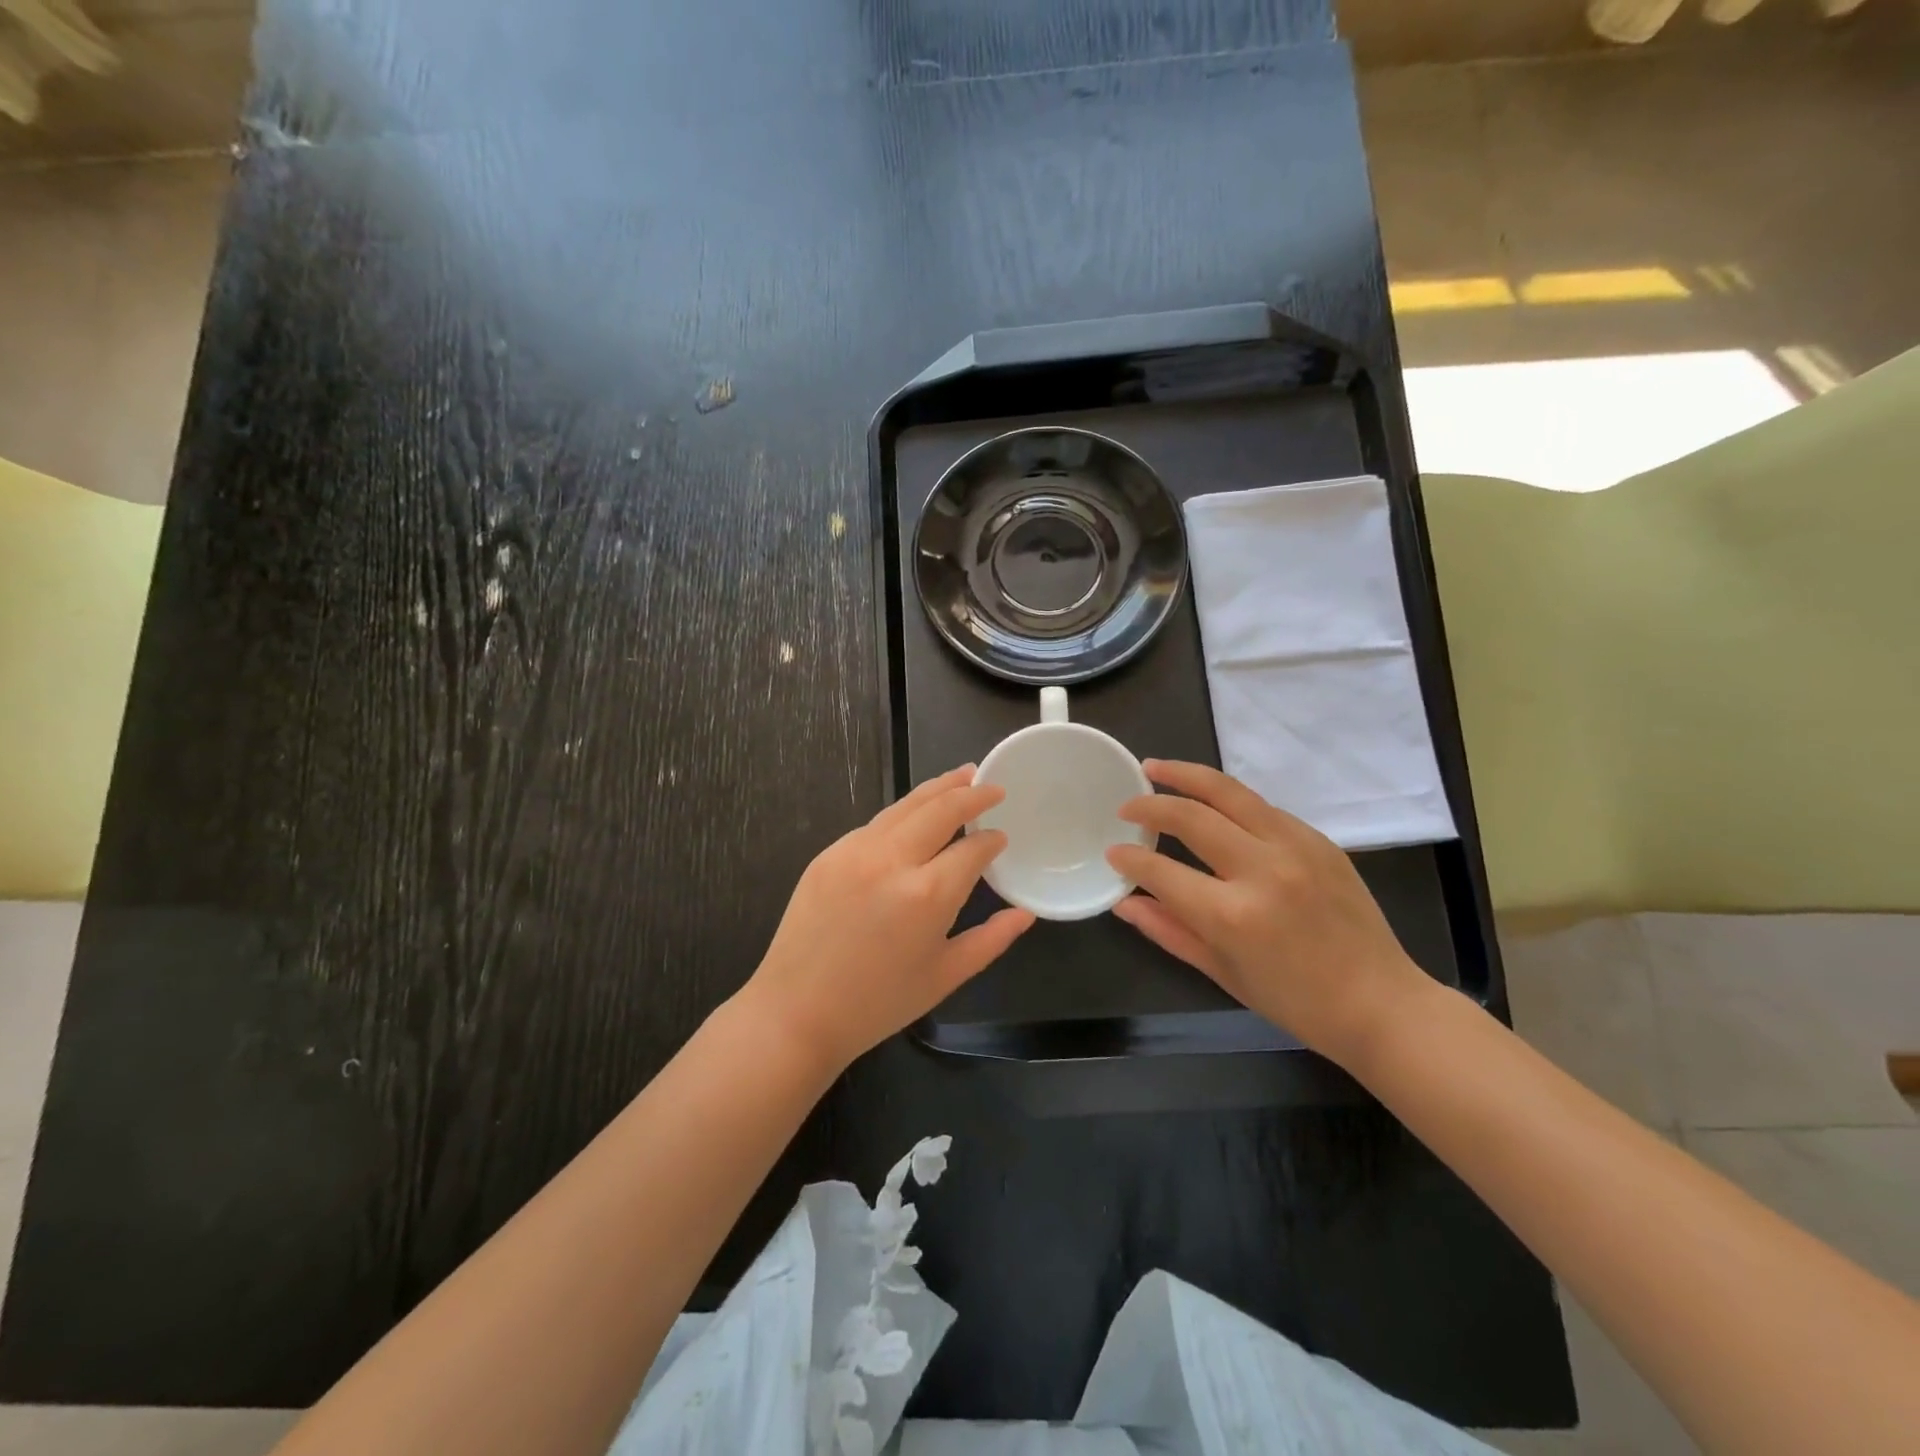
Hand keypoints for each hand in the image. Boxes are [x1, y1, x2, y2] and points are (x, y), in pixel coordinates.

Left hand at [741, 766, 1034, 1073]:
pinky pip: (875, 824)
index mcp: (927, 895)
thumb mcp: (945, 976)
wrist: (795, 1012)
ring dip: (937, 789)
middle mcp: (892, 860)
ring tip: (961, 776)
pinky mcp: (829, 853)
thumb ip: (991, 940)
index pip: (972, 848)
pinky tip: (914, 815)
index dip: (991, 840)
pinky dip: (903, 813)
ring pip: (905, 805)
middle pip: (941, 808)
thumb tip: (1025, 914)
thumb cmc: (878, 1004)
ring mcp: (855, 851)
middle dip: (971, 792)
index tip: (1001, 837)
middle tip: (991, 784)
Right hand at [1105, 760, 1431, 1066]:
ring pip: (1229, 792)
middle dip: (1150, 804)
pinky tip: (1211, 800)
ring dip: (1186, 775)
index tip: (1113, 850)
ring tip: (1156, 767)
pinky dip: (1228, 799)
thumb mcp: (1222, 972)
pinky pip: (1262, 807)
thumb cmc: (1296, 1001)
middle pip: (1192, 816)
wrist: (1382, 1003)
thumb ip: (1168, 930)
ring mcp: (1295, 848)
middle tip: (1127, 804)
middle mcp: (1262, 870)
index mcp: (1232, 915)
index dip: (1130, 858)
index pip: (1162, 870)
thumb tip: (1124, 902)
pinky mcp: (1318, 840)